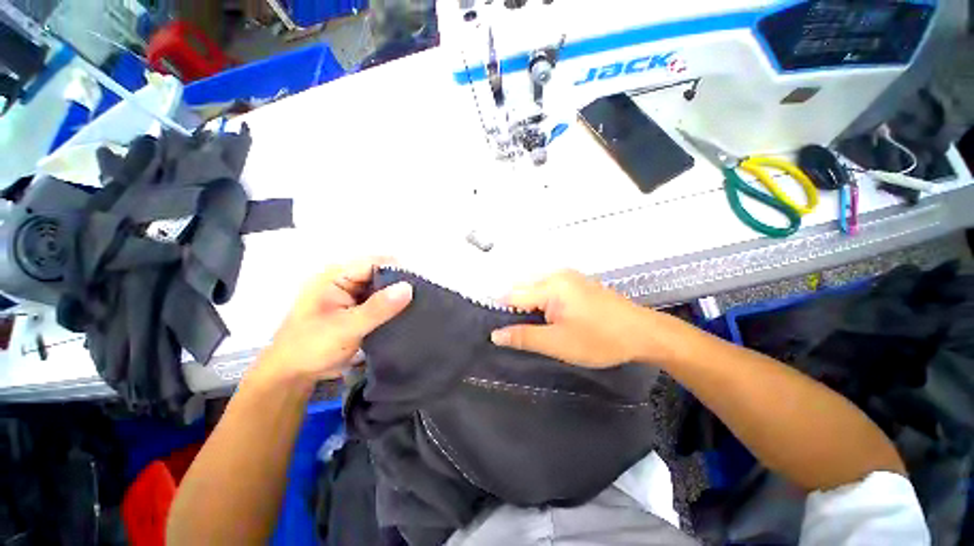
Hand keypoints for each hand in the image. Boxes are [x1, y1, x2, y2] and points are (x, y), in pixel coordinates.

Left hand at [252, 258, 412, 384]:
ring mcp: (351, 295)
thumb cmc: (311, 347)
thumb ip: (377, 308)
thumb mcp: (346, 327)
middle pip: (381, 273)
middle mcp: (345, 280)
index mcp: (335, 276)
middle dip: (400, 284)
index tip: (420, 285)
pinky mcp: (357, 308)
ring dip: (397, 297)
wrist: (292, 375)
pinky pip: (380, 302)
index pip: (374, 263)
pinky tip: (406, 314)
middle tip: (422, 298)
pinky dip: (392, 307)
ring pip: (383, 288)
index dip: (397, 271)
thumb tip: (408, 287)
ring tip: (419, 306)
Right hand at [490, 270, 666, 367]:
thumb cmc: (600, 339)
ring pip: (536, 289)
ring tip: (534, 328)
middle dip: (517, 310)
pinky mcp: (577, 283)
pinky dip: (543, 303)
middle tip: (519, 333)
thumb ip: (524, 337)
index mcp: (551, 285)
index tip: (497, 329)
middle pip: (524, 289)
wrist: (643, 333)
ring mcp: (569, 277)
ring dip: (531, 307)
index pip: (513, 295)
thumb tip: (495, 334)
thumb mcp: (558, 343)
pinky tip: (550, 319)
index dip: (502, 312)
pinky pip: (550, 289)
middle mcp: (557, 275)